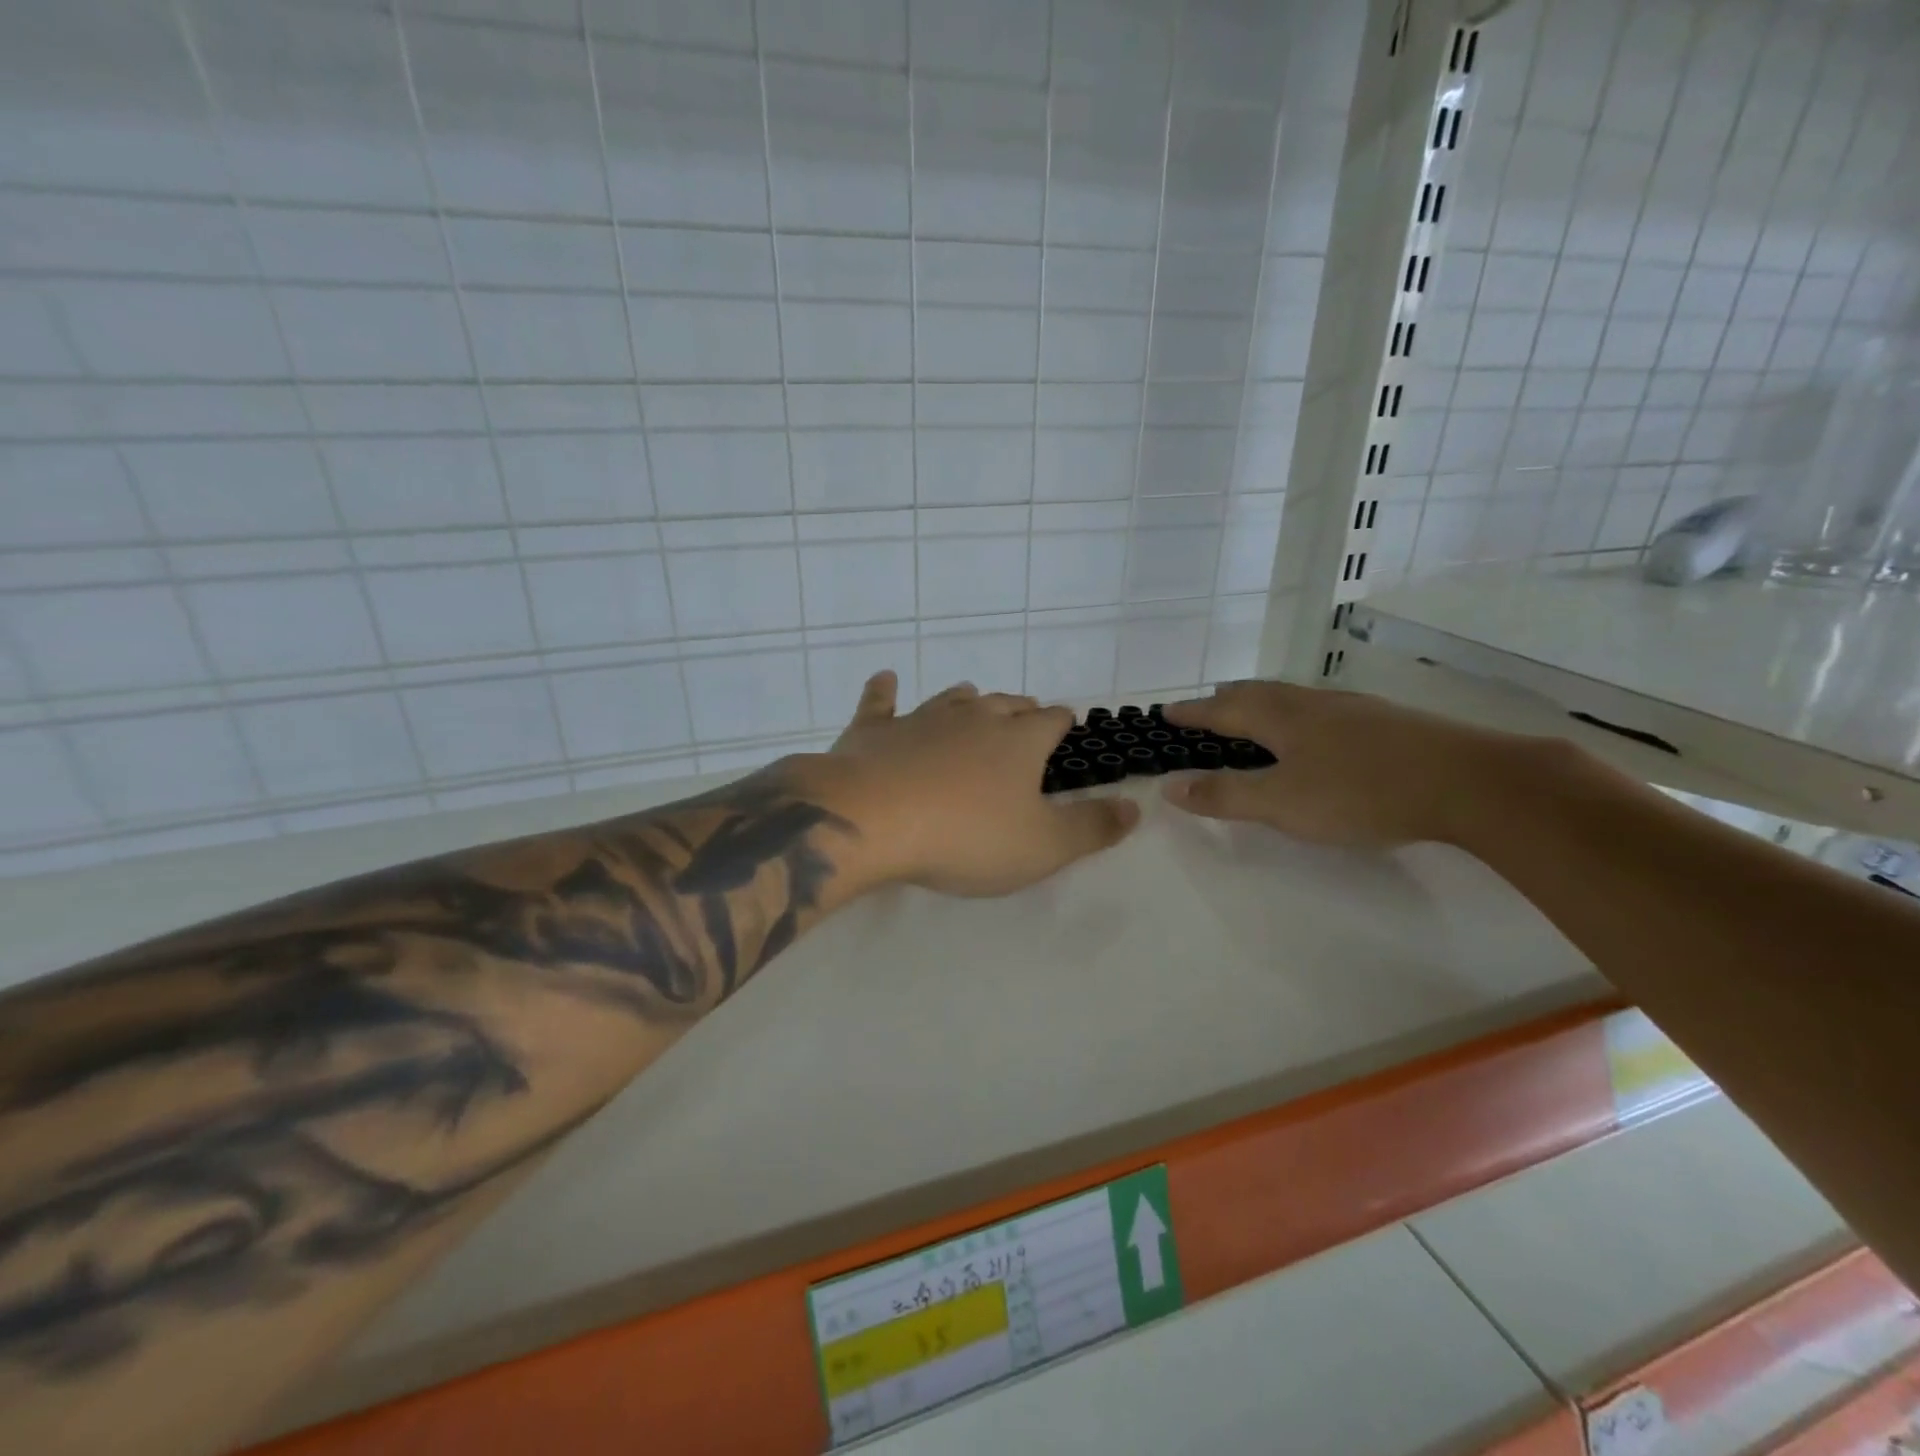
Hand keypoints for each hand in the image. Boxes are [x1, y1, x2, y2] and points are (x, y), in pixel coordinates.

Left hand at [804, 672, 1139, 895]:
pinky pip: (880, 702)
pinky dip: (884, 691)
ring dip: (968, 701)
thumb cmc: (966, 836)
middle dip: (1021, 711)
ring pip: (953, 699)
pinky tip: (885, 679)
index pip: (1052, 720)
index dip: (1063, 723)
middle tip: (1026, 719)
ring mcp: (921, 718)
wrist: (873, 819)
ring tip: (975, 703)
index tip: (1067, 727)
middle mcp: (974, 717)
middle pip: (1006, 704)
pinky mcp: (874, 730)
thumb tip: (1135, 807)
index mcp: (1019, 740)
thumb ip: (1092, 827)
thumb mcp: (1043, 846)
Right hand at [1162, 680, 1519, 849]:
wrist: (1469, 781)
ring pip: (1292, 697)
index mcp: (1282, 717)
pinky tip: (1313, 731)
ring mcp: (1351, 709)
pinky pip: (1320, 709)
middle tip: (1205, 706)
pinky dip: (1295, 714)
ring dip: (1261, 703)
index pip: (1223, 710)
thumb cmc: (1362, 792)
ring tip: (1251, 713)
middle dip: (1225, 699)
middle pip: (1258, 693)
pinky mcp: (1384, 721)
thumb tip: (1169, 786)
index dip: (1193, 713)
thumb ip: (1225, 795)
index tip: (1165, 712)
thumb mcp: (1283, 803)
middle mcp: (1312, 703)